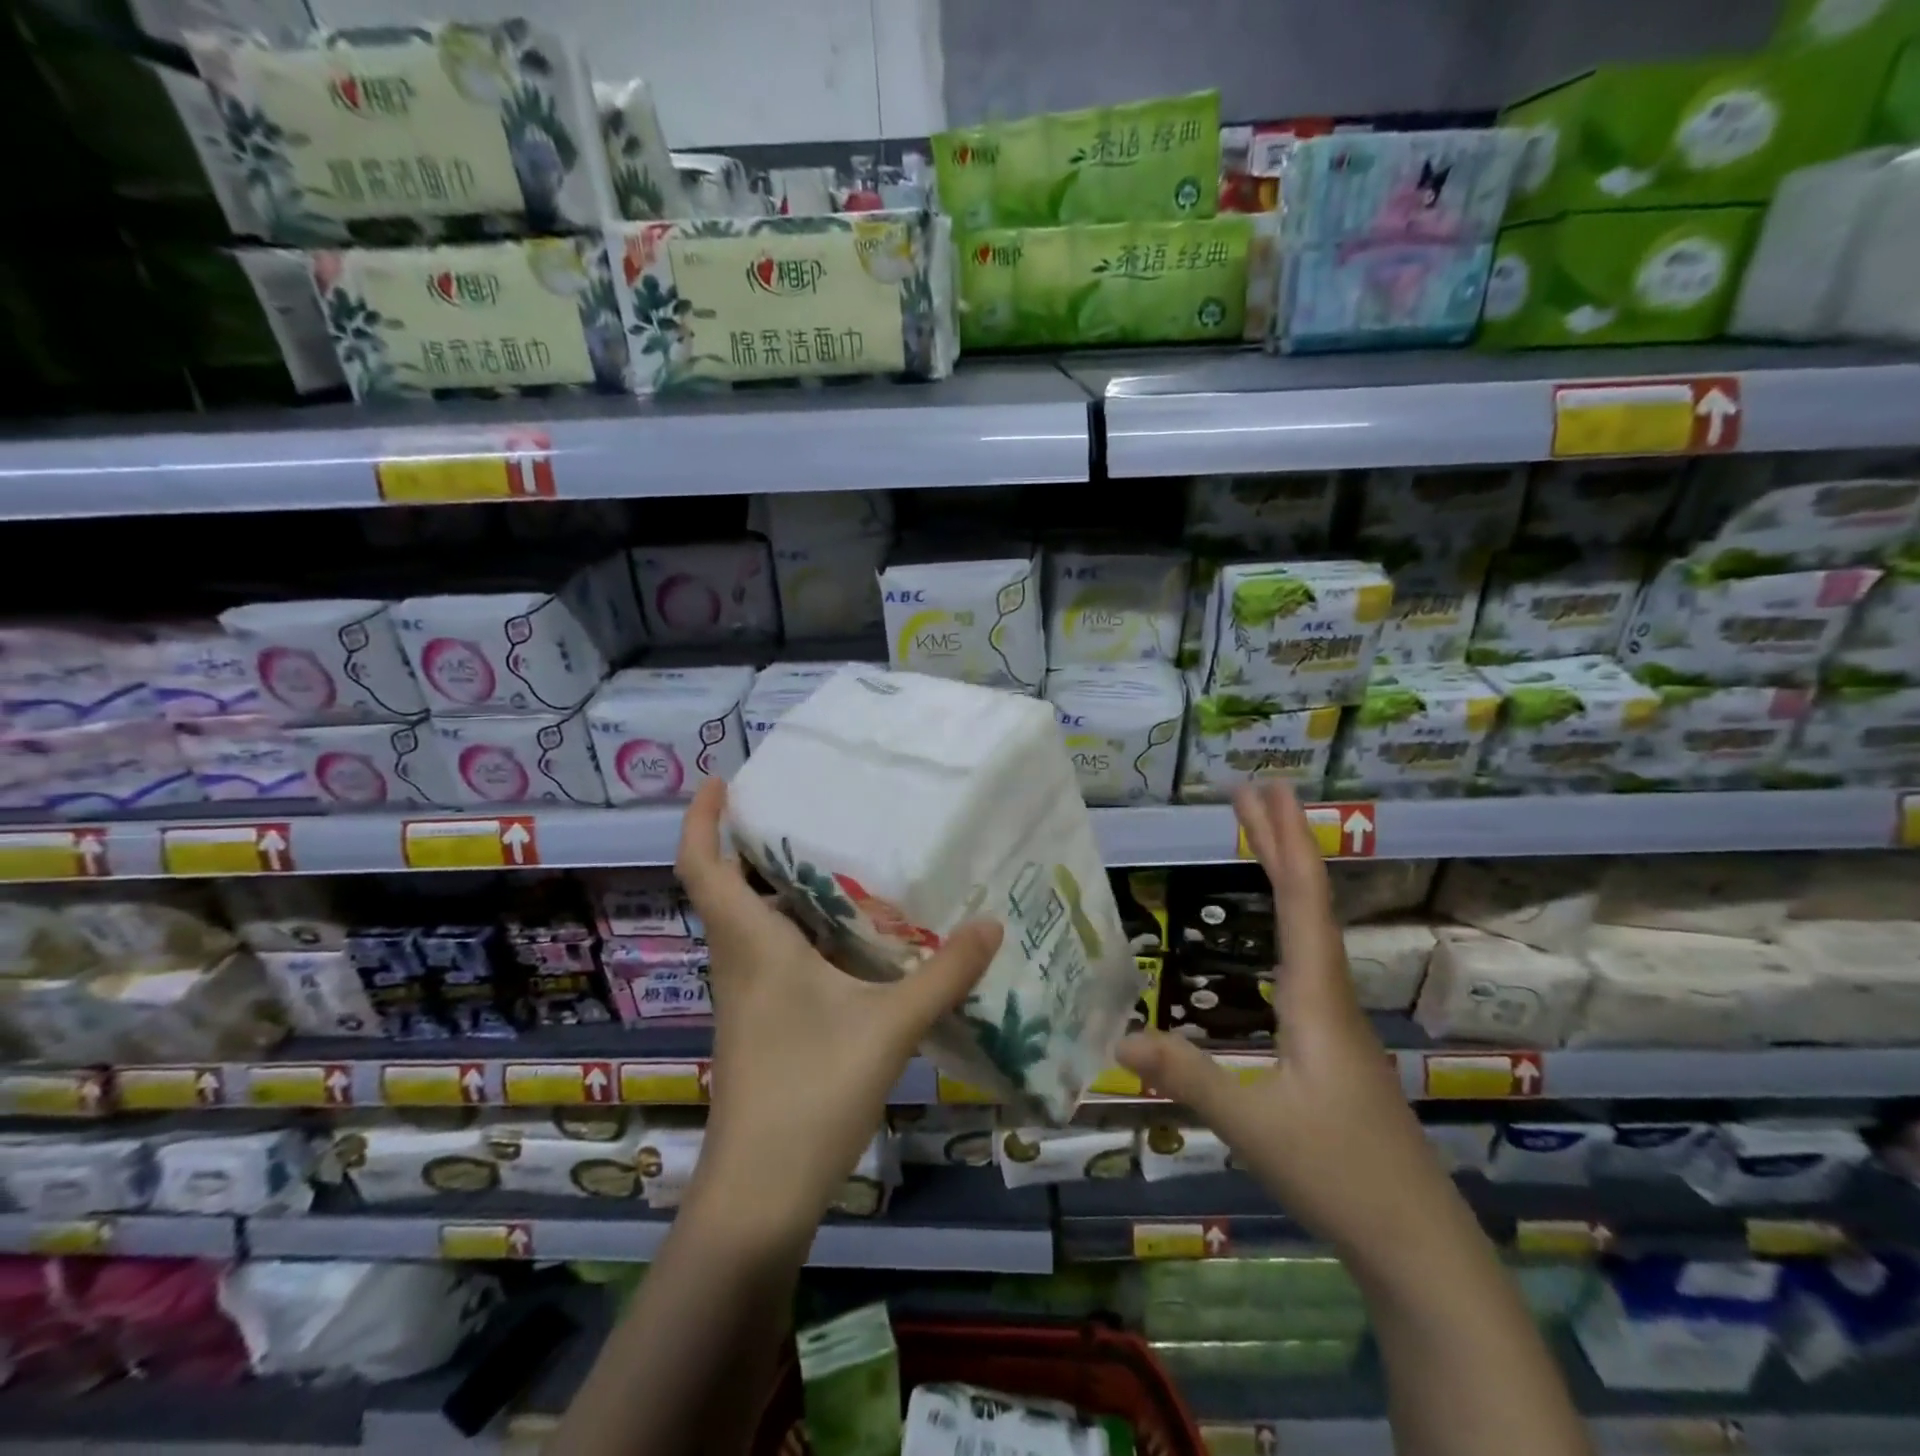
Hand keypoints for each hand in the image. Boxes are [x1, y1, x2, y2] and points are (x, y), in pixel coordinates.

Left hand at [674, 780, 1002, 1240]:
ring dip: (776, 887)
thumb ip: (944, 975)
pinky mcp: (761, 1024)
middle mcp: (739, 962)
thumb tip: (992, 923)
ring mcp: (746, 997)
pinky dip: (796, 929)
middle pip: (725, 887)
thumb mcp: (889, 1026)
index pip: (702, 866)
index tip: (722, 780)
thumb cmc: (811, 1092)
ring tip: (833, 857)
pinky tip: (846, 936)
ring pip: (750, 923)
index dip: (702, 819)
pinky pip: (771, 955)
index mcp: (751, 945)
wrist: (760, 1194)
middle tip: (801, 807)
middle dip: (749, 843)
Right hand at [1117, 780, 1447, 1263]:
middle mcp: (1330, 994)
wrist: (1419, 1245)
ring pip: (1310, 927)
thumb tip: (1118, 1035)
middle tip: (1253, 789)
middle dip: (1281, 839)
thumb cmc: (1341, 1176)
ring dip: (1286, 875)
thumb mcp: (1254, 1127)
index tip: (1263, 790)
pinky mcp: (1332, 1045)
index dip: (1282, 840)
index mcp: (1317, 997)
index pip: (1301, 901)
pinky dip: (1287, 918)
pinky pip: (1305, 957)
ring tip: (1262, 839)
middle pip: (1308, 900)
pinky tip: (1273, 936)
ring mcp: (1335, 1020)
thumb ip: (1189, 1077)